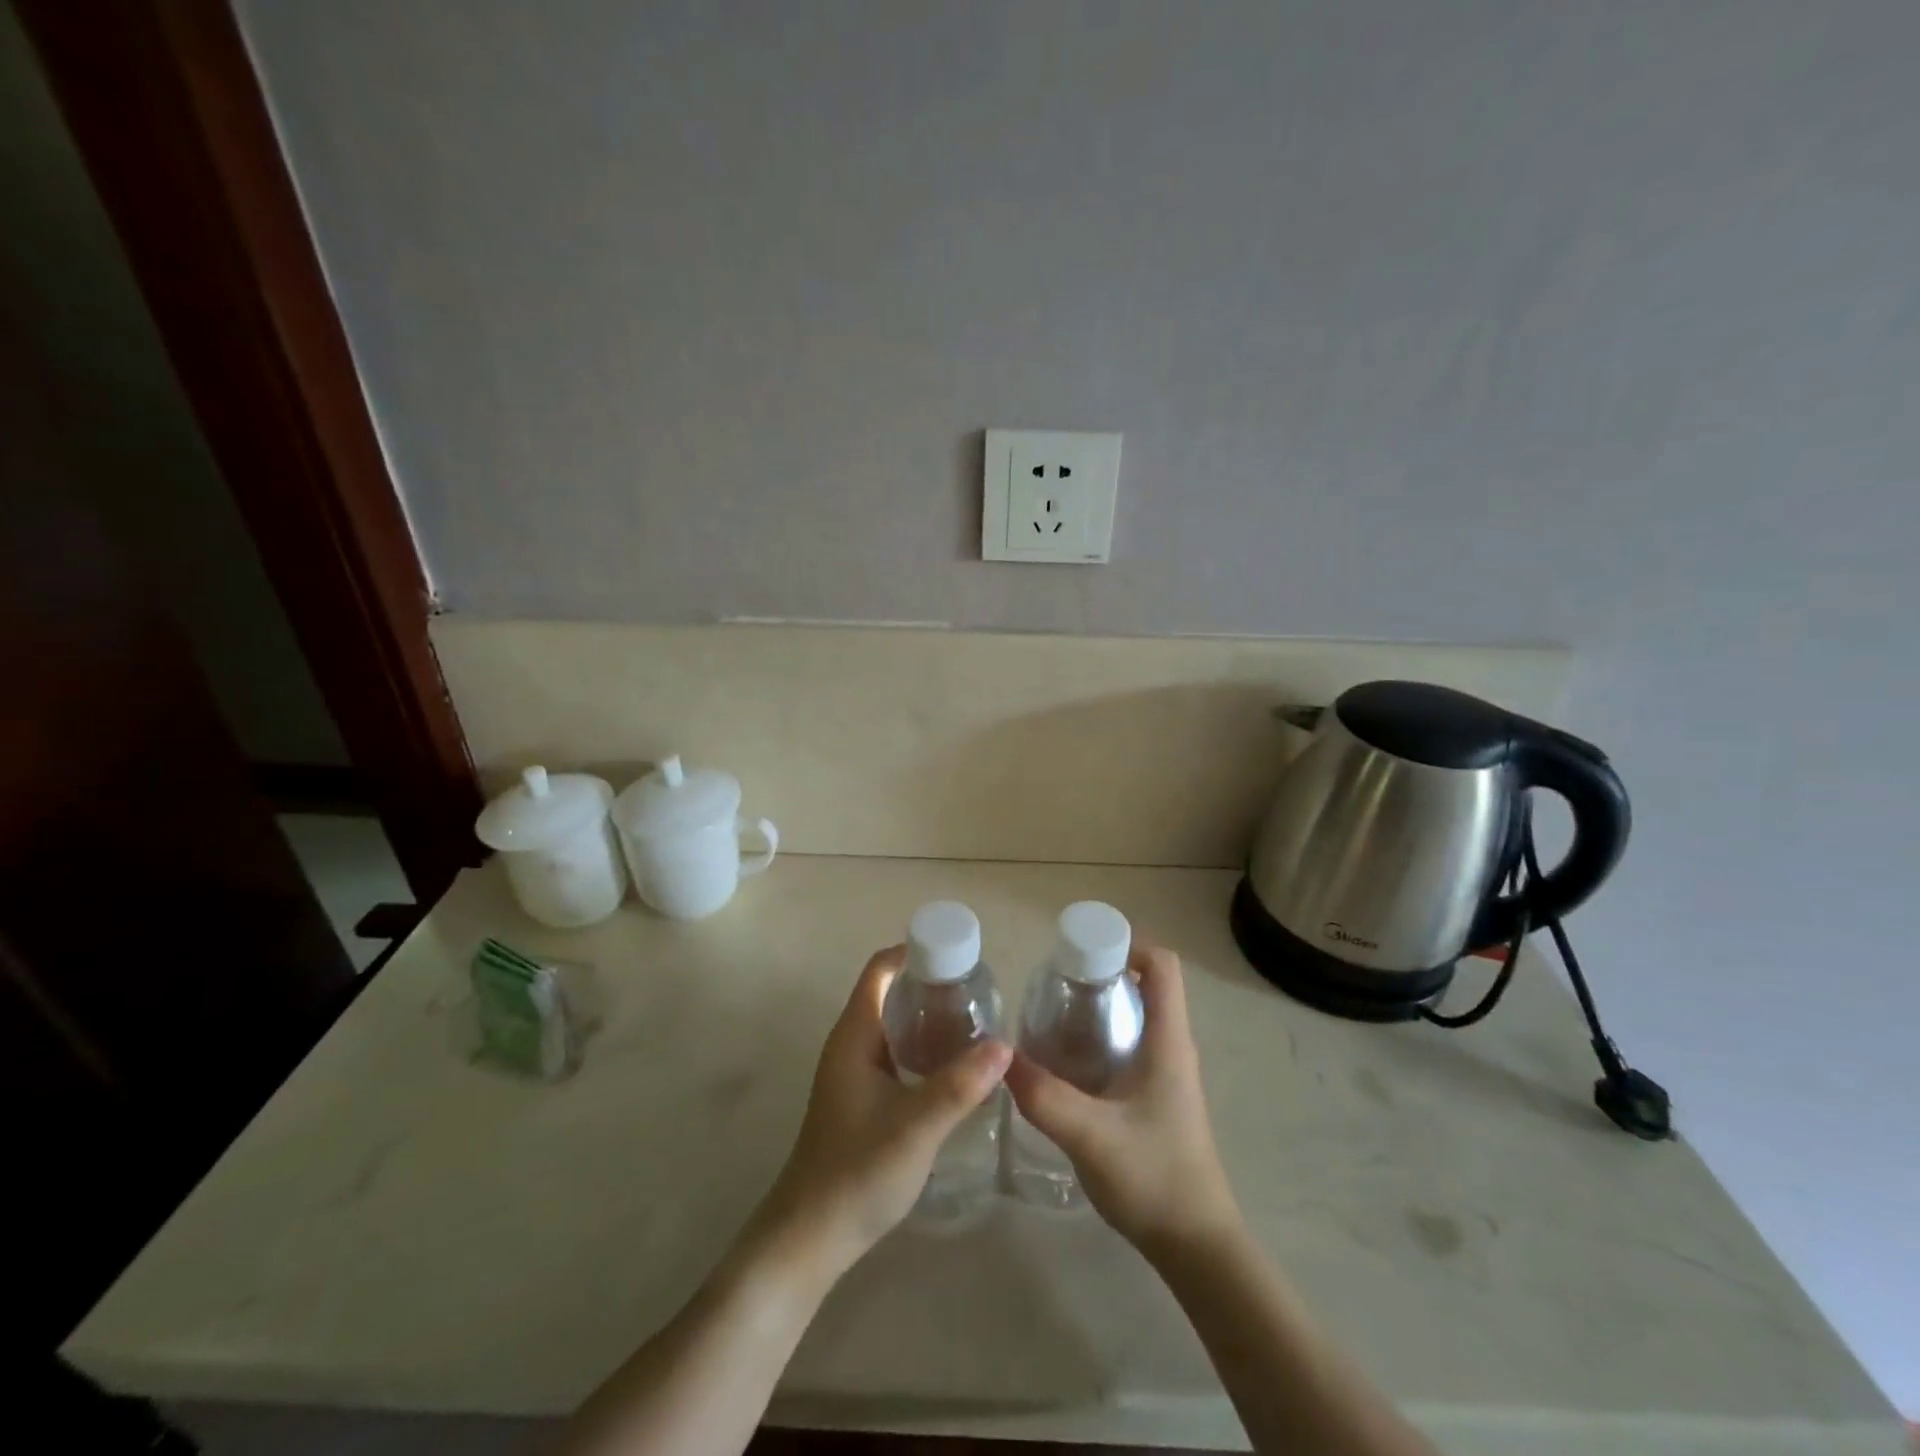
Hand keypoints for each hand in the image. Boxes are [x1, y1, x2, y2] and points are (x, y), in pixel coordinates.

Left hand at [757, 946, 1010, 1274]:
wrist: (809, 1239)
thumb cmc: (857, 1172)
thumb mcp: (916, 1127)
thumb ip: (960, 1085)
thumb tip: (1005, 1044)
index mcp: (854, 1035)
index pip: (880, 970)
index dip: (914, 951)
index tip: (958, 953)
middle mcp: (850, 1045)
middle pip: (889, 993)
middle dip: (931, 984)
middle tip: (979, 991)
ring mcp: (853, 1073)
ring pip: (893, 1026)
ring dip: (928, 1018)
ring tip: (975, 1023)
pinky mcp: (860, 1099)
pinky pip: (895, 1054)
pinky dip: (922, 1048)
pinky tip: (953, 1068)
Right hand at [1005, 943, 1239, 1258]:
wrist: (1195, 1246)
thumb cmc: (1154, 1179)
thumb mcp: (1090, 1135)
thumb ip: (1043, 1096)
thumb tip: (999, 1058)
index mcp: (1167, 1040)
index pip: (1162, 965)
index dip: (1126, 944)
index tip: (1080, 953)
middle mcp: (1171, 1046)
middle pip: (1144, 984)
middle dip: (1100, 973)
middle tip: (1054, 985)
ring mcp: (1166, 1072)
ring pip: (1134, 1015)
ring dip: (1097, 1006)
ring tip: (1050, 1016)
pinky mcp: (1156, 1096)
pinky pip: (1128, 1044)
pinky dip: (1098, 1037)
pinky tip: (1064, 1061)